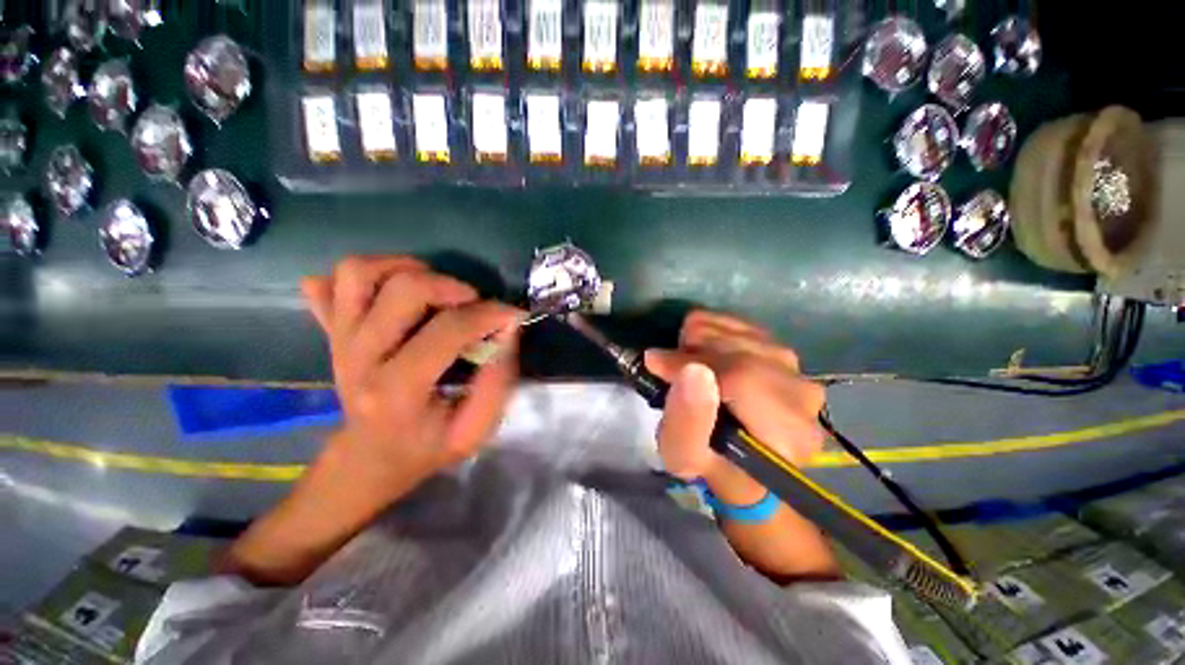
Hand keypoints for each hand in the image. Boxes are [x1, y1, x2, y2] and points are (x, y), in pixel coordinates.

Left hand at [302, 256, 521, 491]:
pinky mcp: (332, 331)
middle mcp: (359, 358)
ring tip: (435, 289)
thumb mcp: (474, 431)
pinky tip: (395, 293)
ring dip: (406, 269)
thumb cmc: (427, 446)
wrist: (370, 458)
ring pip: (359, 273)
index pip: (447, 330)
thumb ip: (497, 382)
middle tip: (472, 303)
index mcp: (397, 391)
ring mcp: (338, 340)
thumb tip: (507, 329)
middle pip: (403, 289)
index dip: (489, 314)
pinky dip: (368, 275)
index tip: (512, 314)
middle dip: (452, 286)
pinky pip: (334, 281)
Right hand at [645, 311, 825, 504]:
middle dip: (694, 350)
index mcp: (787, 434)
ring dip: (702, 339)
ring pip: (741, 333)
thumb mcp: (683, 454)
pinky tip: (701, 348)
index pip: (743, 379)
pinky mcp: (785, 354)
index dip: (694, 363)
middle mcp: (803, 397)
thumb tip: (692, 369)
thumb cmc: (709, 461)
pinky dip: (714, 328)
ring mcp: (798, 370)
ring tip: (684, 360)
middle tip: (668, 364)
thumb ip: (686, 420)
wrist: (739, 454)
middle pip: (742, 351)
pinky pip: (745, 325)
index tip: (656, 363)